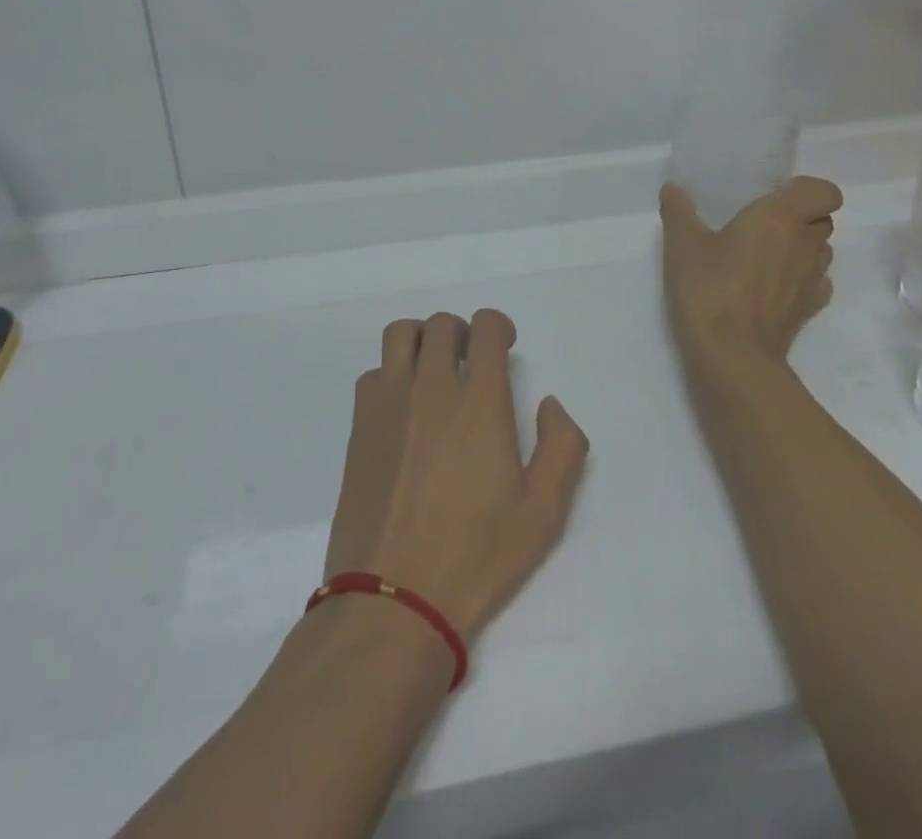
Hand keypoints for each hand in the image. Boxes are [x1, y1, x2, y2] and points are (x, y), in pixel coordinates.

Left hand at [323, 310, 588, 643]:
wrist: (394, 598)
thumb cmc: (477, 555)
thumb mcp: (544, 511)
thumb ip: (562, 446)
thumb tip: (550, 404)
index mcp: (479, 401)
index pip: (485, 327)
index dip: (499, 327)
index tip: (505, 347)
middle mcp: (430, 387)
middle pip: (442, 324)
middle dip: (463, 332)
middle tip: (472, 362)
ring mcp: (388, 402)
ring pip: (400, 335)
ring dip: (423, 340)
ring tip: (434, 371)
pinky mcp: (359, 425)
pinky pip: (374, 372)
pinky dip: (392, 374)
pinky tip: (404, 409)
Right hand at [660, 177, 842, 384]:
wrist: (732, 355)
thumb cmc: (709, 288)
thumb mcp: (682, 244)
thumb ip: (678, 211)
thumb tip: (672, 188)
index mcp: (780, 217)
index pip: (824, 191)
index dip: (805, 189)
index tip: (774, 194)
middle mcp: (805, 244)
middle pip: (823, 219)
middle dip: (800, 216)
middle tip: (762, 223)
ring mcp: (812, 280)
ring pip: (821, 251)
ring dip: (801, 247)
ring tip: (765, 254)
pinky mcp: (808, 310)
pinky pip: (815, 283)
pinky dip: (800, 279)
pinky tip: (771, 286)